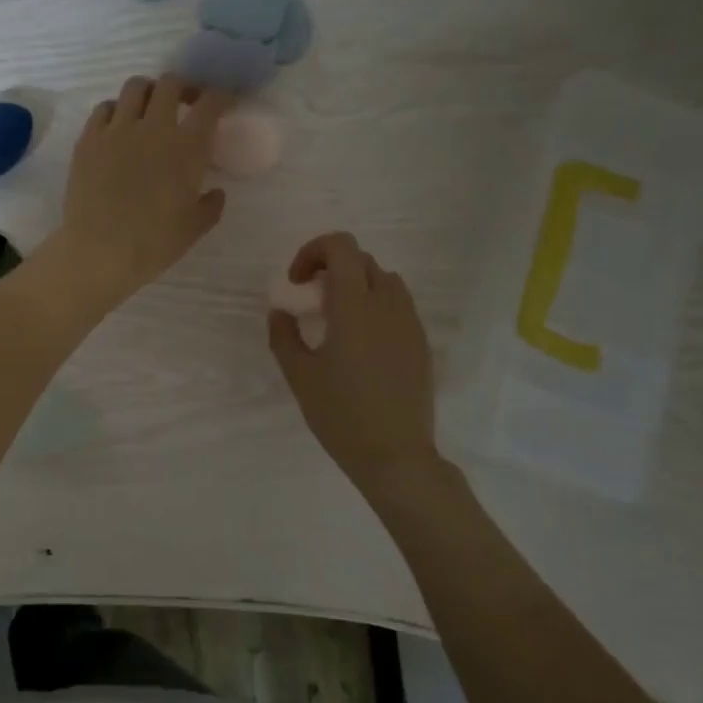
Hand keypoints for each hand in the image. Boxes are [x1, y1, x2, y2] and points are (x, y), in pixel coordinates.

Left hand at [54, 74, 232, 310]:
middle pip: (171, 83)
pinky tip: (117, 126)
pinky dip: (116, 110)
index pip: (210, 104)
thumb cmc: (153, 243)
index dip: (221, 97)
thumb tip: (216, 192)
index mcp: (186, 147)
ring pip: (135, 87)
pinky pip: (103, 108)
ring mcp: (116, 130)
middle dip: (183, 88)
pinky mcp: (88, 139)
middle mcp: (153, 127)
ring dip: (148, 92)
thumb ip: (210, 205)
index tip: (223, 104)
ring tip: (149, 110)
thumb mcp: (194, 228)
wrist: (99, 251)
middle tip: (186, 104)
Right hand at [269, 233, 440, 496]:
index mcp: (354, 306)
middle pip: (361, 260)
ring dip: (356, 284)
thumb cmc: (340, 415)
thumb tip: (280, 311)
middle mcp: (387, 305)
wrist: (395, 456)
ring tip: (337, 318)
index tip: (297, 283)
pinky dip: (375, 305)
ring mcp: (409, 323)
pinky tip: (361, 342)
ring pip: (384, 279)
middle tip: (310, 299)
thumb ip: (284, 335)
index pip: (342, 247)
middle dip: (330, 267)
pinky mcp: (421, 342)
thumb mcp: (299, 376)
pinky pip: (398, 304)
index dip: (313, 251)